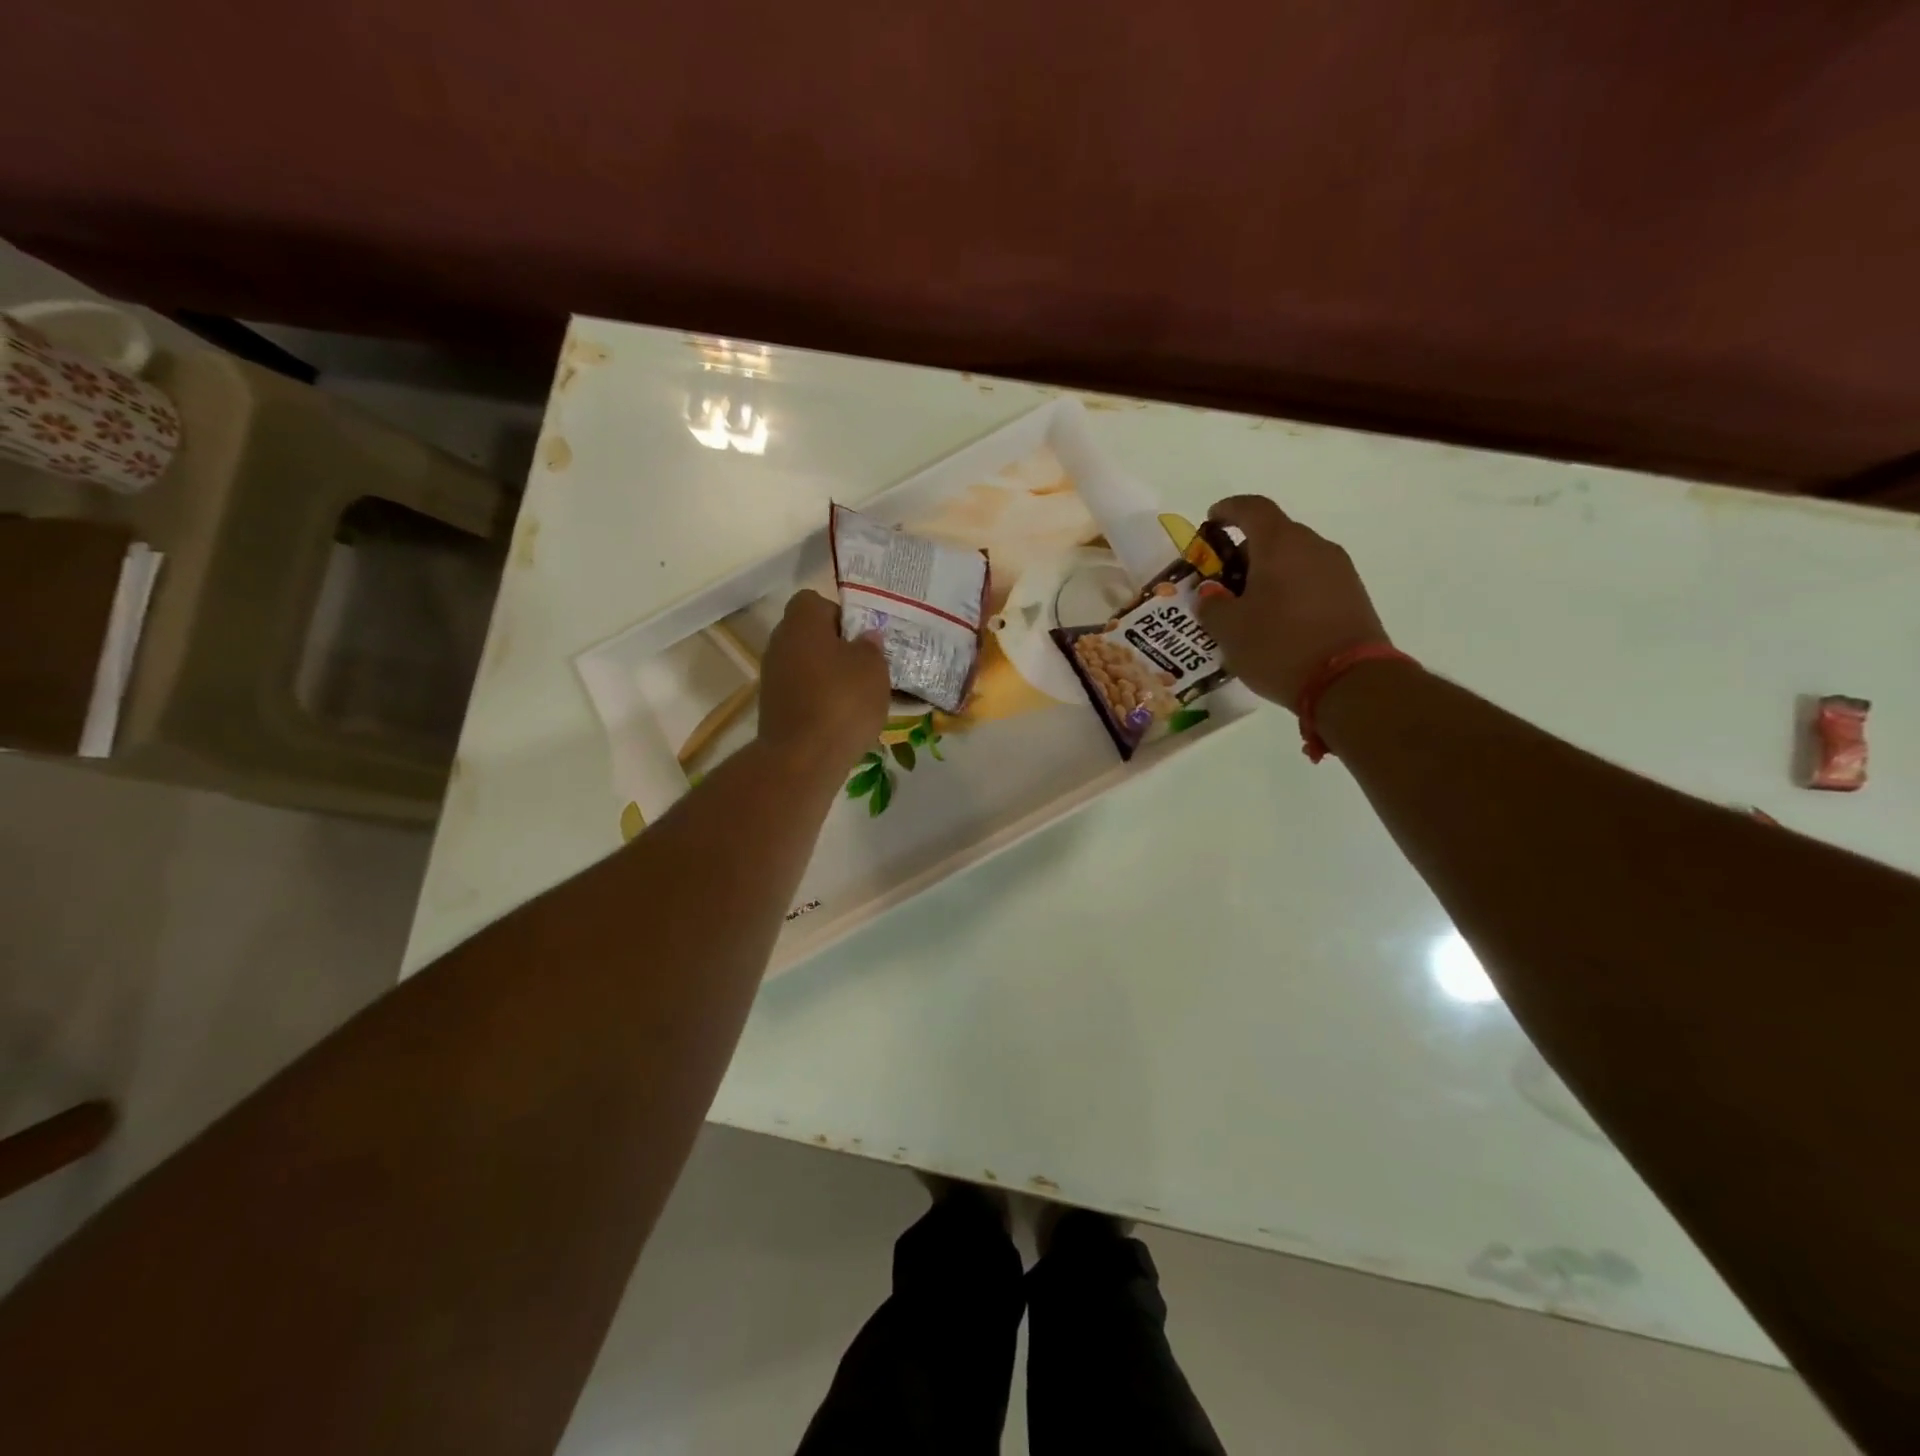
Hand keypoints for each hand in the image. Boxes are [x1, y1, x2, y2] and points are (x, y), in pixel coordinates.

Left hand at [757, 589, 890, 772]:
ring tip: (859, 697)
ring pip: (807, 666)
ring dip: (830, 677)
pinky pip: (803, 694)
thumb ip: (871, 647)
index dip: (841, 615)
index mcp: (802, 622)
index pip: (817, 601)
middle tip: (866, 667)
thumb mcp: (874, 668)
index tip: (862, 637)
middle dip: (837, 648)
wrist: (802, 758)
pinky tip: (842, 719)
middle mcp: (780, 643)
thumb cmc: (842, 701)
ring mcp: (772, 677)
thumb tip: (865, 638)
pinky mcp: (773, 708)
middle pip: (811, 635)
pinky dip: (820, 701)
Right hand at [1196, 495, 1390, 709]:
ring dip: (1269, 572)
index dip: (1228, 510)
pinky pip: (1312, 579)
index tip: (1211, 520)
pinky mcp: (1353, 595)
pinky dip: (1290, 589)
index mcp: (1280, 544)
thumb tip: (1211, 594)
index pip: (1252, 508)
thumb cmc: (1279, 646)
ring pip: (1295, 558)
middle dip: (1245, 550)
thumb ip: (1212, 605)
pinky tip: (1276, 619)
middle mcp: (1313, 546)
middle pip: (1275, 534)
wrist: (1350, 682)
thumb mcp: (1229, 630)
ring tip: (1248, 605)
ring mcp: (1339, 570)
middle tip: (1223, 578)